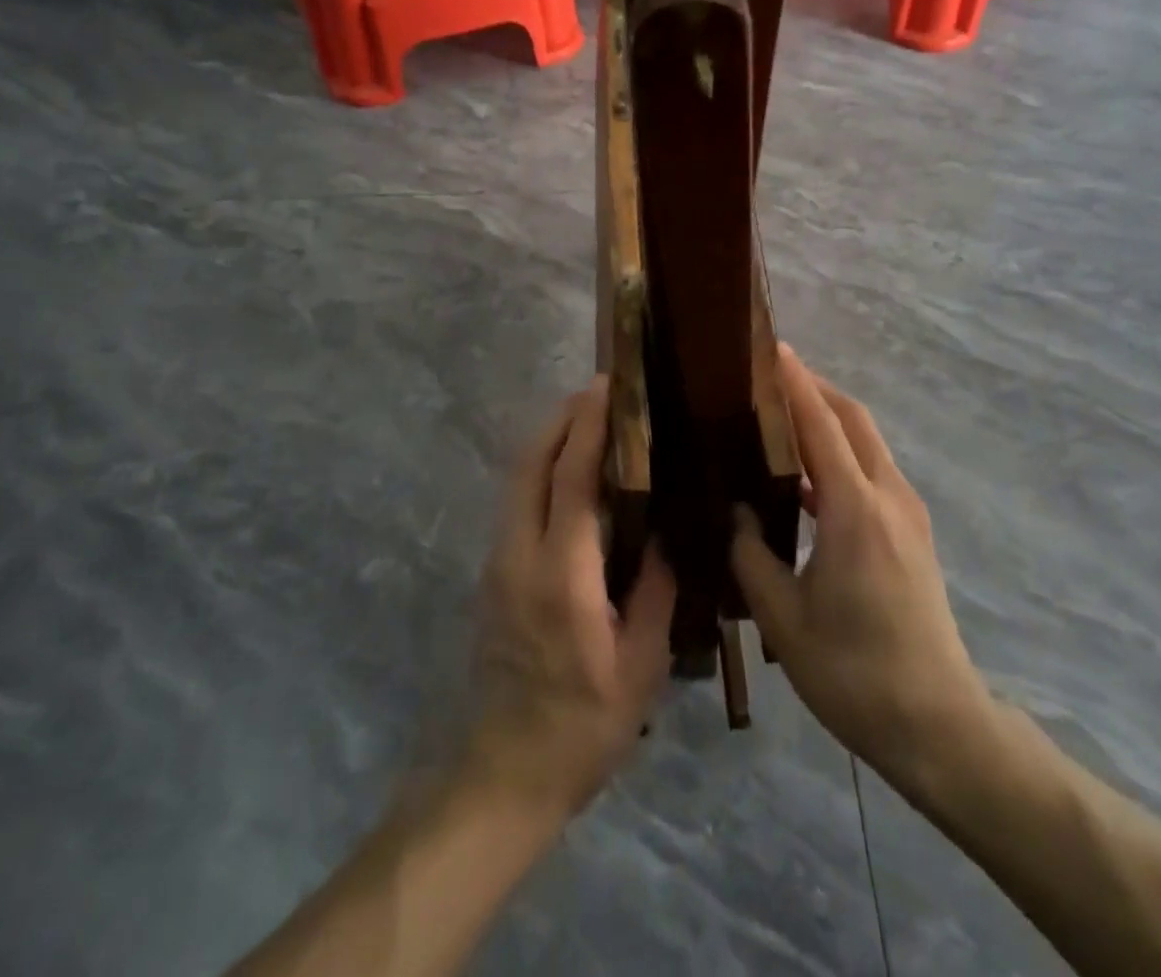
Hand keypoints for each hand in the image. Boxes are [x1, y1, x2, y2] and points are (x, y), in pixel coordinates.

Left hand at [463, 376, 676, 823]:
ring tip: (587, 422)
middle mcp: (520, 554)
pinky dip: (541, 472)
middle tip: (596, 394)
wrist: (507, 772)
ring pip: (516, 480)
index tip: (605, 389)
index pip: (571, 479)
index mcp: (562, 574)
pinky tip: (571, 476)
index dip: (587, 427)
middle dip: (559, 420)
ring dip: (547, 442)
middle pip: (529, 464)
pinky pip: (516, 503)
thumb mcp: (640, 666)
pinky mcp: (494, 574)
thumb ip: (656, 591)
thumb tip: (666, 534)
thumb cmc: (584, 725)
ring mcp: (499, 563)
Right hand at [731, 347, 997, 799]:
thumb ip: (750, 555)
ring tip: (780, 415)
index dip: (796, 381)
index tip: (771, 347)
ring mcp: (907, 514)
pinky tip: (804, 476)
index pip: (822, 423)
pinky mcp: (911, 532)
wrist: (938, 725)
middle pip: (853, 418)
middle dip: (815, 387)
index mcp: (855, 509)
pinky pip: (872, 471)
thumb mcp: (783, 619)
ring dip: (828, 418)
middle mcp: (888, 497)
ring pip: (866, 442)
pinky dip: (840, 453)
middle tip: (769, 374)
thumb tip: (735, 513)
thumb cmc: (854, 672)